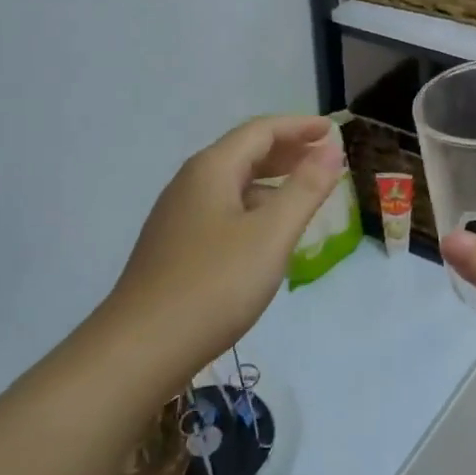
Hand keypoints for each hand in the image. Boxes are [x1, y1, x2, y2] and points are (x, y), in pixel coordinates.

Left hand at [95, 115, 342, 391]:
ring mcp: (178, 217)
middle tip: (323, 158)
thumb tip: (331, 149)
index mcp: (211, 170)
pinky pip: (223, 210)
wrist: (142, 347)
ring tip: (304, 194)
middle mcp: (190, 184)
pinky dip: (254, 208)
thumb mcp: (271, 234)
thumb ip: (305, 189)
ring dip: (271, 181)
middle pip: (244, 153)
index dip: (299, 127)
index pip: (261, 131)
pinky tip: (268, 235)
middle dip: (286, 151)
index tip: (333, 131)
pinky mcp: (175, 247)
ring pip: (233, 184)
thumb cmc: (214, 284)